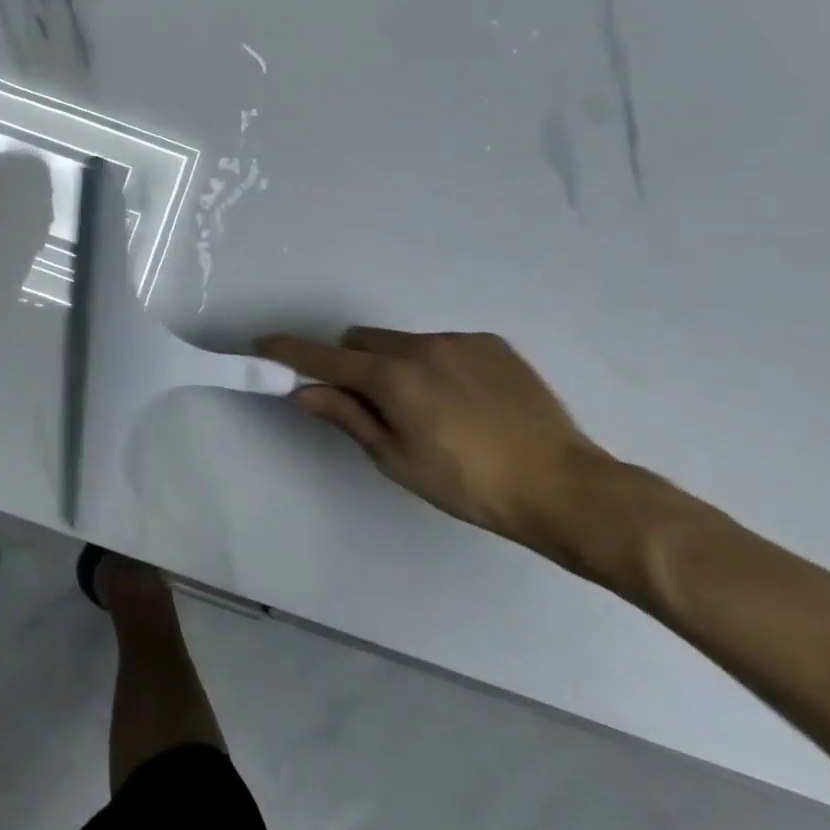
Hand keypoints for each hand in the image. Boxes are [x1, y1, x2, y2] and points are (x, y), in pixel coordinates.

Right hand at [254, 327, 613, 546]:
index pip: (323, 357)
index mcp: (392, 378)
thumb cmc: (470, 485)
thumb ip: (347, 417)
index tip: (262, 345)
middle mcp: (421, 347)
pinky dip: (436, 365)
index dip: (288, 351)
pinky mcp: (492, 345)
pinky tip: (465, 402)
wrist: (567, 488)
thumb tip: (304, 391)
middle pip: (361, 340)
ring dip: (396, 364)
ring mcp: (460, 342)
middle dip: (351, 362)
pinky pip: (443, 345)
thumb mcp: (397, 459)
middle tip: (369, 402)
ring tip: (430, 408)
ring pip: (403, 342)